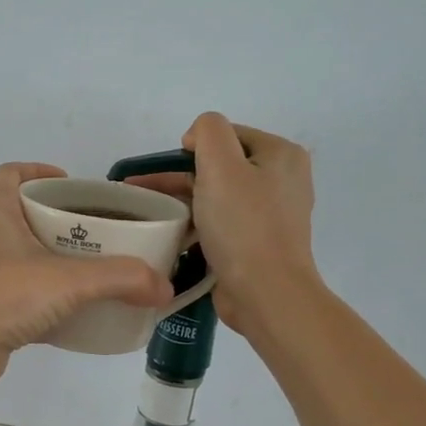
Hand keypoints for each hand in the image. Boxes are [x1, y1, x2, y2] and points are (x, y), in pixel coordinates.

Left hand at [0, 162, 172, 386]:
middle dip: (55, 217)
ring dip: (46, 254)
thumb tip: (164, 287)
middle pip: (18, 211)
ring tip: (86, 267)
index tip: (74, 187)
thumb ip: (121, 279)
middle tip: (93, 230)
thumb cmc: (3, 296)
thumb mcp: (69, 282)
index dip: (41, 173)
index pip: (12, 173)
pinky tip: (66, 307)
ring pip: (15, 250)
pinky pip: (12, 285)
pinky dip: (38, 289)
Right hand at [132, 114, 316, 336]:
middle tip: (143, 190)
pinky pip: (222, 222)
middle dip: (181, 175)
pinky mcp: (258, 242)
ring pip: (218, 194)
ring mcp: (272, 214)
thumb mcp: (222, 165)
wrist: (266, 294)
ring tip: (149, 212)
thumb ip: (208, 132)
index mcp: (281, 155)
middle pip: (221, 165)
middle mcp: (283, 180)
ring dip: (184, 200)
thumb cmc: (243, 226)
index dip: (194, 147)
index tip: (168, 171)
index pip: (227, 134)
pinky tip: (173, 233)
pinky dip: (198, 223)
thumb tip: (197, 139)